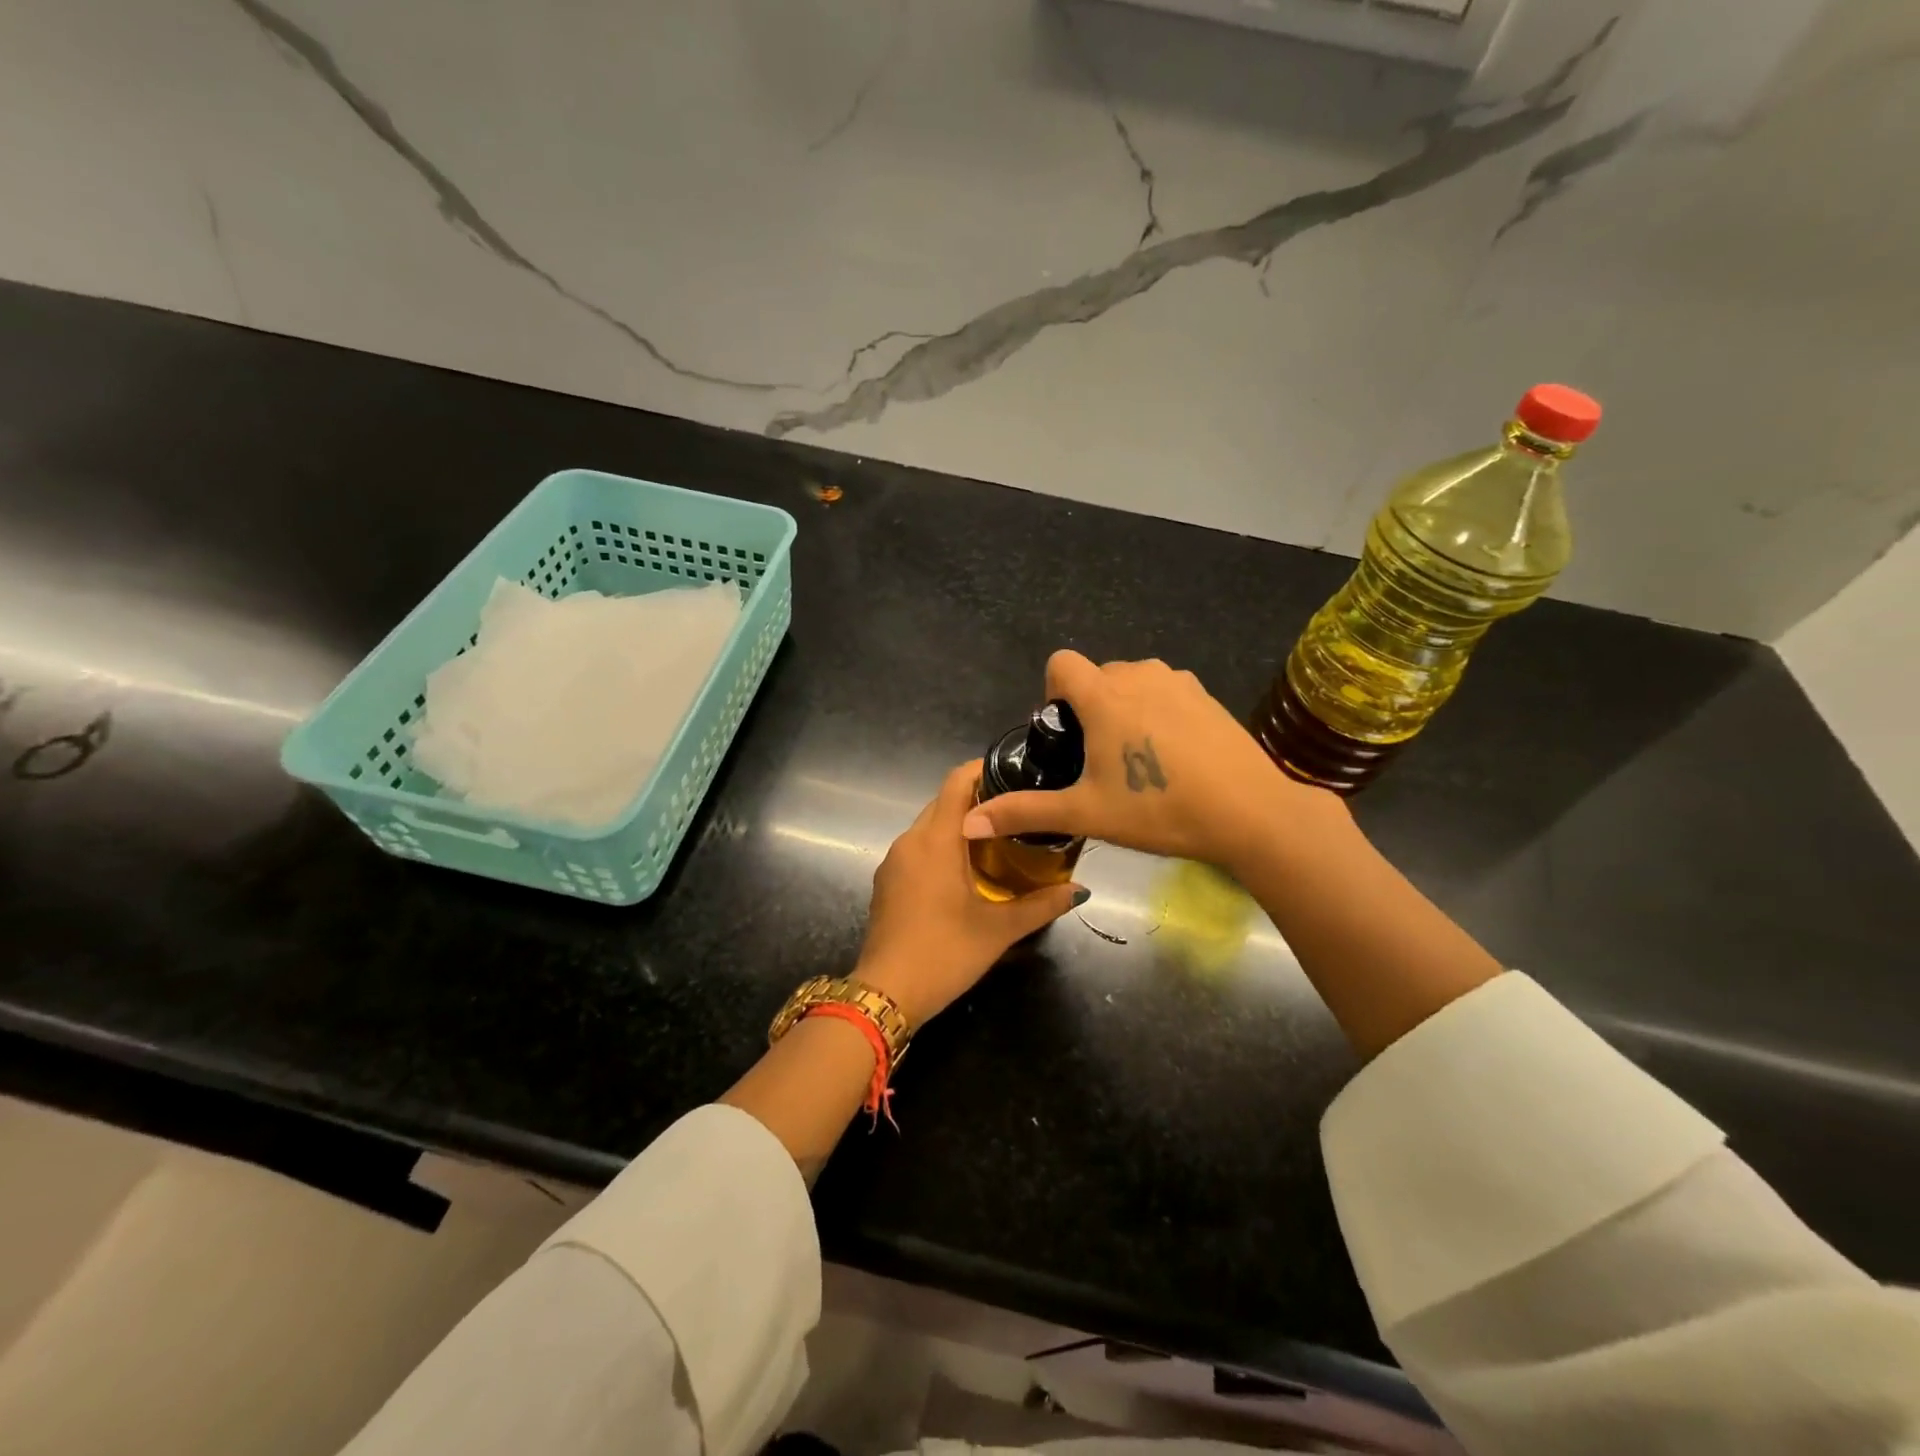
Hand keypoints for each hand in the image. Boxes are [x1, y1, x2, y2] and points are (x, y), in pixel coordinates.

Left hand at [855, 761, 1085, 1025]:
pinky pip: (917, 849)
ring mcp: (893, 861)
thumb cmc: (944, 953)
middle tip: (1016, 812)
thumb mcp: (999, 930)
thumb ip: (1041, 904)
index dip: (983, 769)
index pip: (956, 782)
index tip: (1014, 773)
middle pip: (943, 802)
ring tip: (997, 839)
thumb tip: (1080, 890)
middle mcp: (909, 840)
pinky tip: (964, 870)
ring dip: (958, 826)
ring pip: (928, 826)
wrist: (886, 994)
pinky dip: (941, 847)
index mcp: (936, 840)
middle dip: (977, 800)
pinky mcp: (886, 882)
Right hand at [960, 651, 1347, 872]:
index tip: (1065, 733)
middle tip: (1099, 759)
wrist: (1250, 813)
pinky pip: (1165, 690)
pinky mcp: (1206, 694)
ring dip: (1123, 707)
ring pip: (1132, 681)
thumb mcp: (1086, 813)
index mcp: (1105, 695)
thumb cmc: (1159, 809)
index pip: (1061, 663)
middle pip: (1097, 674)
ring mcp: (1178, 681)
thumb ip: (1025, 812)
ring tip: (1136, 758)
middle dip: (1088, 706)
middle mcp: (1139, 675)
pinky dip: (1157, 712)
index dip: (1053, 692)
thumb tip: (969, 823)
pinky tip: (1173, 755)